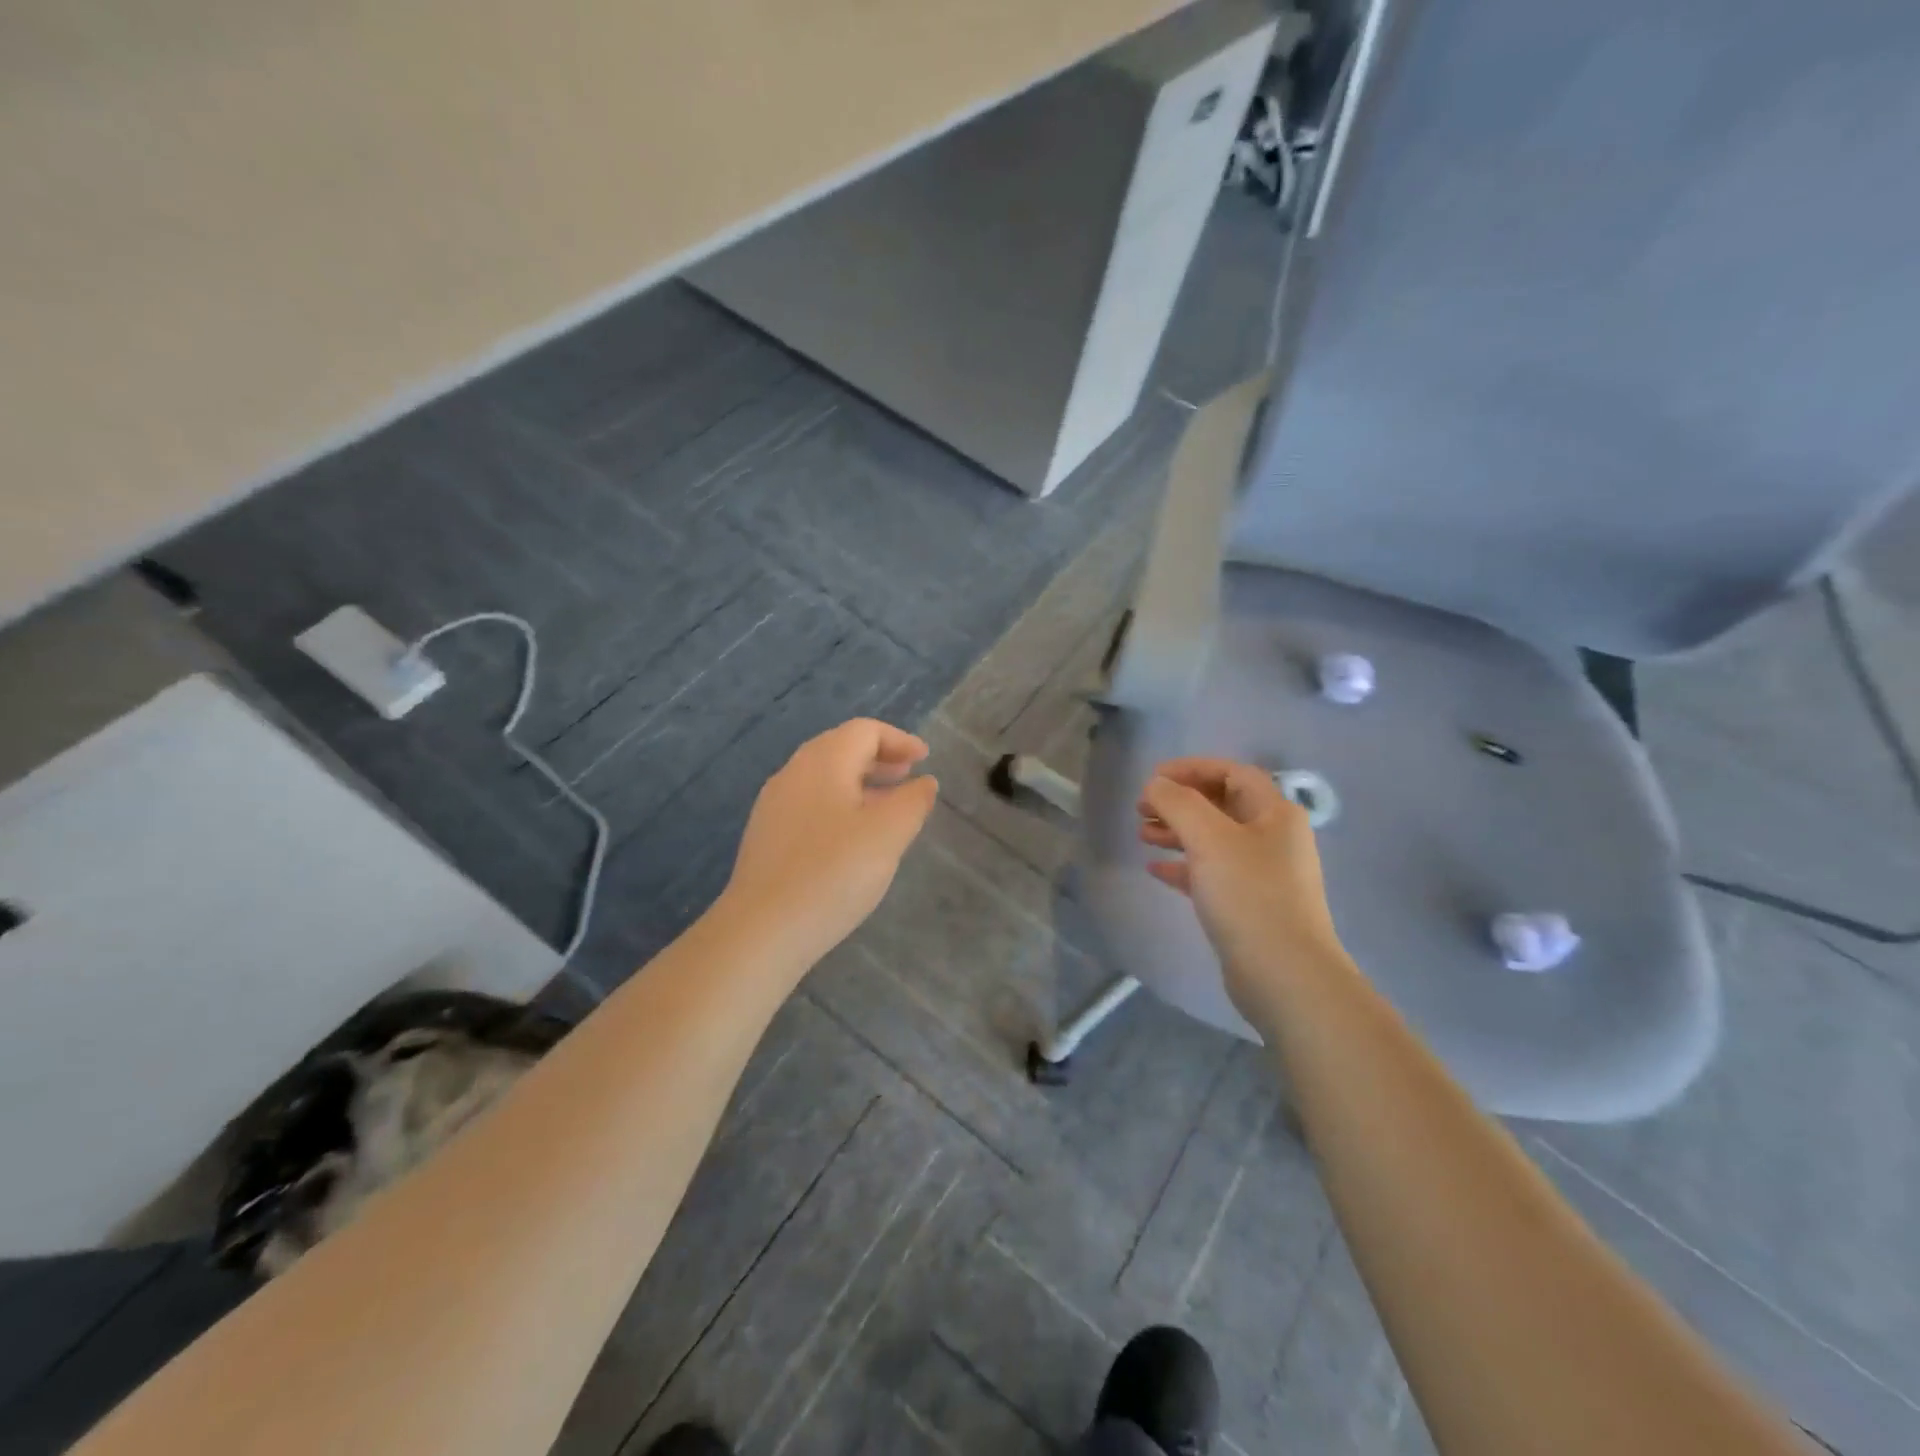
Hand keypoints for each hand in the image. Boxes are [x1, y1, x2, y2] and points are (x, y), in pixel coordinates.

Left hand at [725, 718, 938, 962]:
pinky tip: (852, 838)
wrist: (763, 929)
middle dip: (879, 758)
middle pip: (840, 748)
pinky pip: (810, 804)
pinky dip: (840, 805)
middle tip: (908, 776)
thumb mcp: (888, 834)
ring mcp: (774, 805)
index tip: (925, 759)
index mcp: (823, 762)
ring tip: (887, 808)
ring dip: (860, 783)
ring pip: (824, 778)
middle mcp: (794, 773)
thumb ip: (913, 802)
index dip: (899, 740)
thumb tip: (924, 783)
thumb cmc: (833, 873)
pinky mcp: (767, 836)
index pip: (864, 731)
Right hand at [1138, 757, 1345, 1023]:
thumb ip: (1179, 803)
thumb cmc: (1249, 895)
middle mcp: (1274, 838)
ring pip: (1213, 840)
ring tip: (1142, 835)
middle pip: (1221, 805)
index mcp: (1275, 813)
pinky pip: (1212, 873)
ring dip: (1177, 832)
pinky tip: (1155, 869)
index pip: (1232, 773)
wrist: (1284, 976)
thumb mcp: (1209, 839)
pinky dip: (1183, 866)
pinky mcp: (1249, 906)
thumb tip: (1156, 785)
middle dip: (1180, 802)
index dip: (1192, 769)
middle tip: (1142, 809)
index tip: (1154, 779)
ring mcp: (1264, 874)